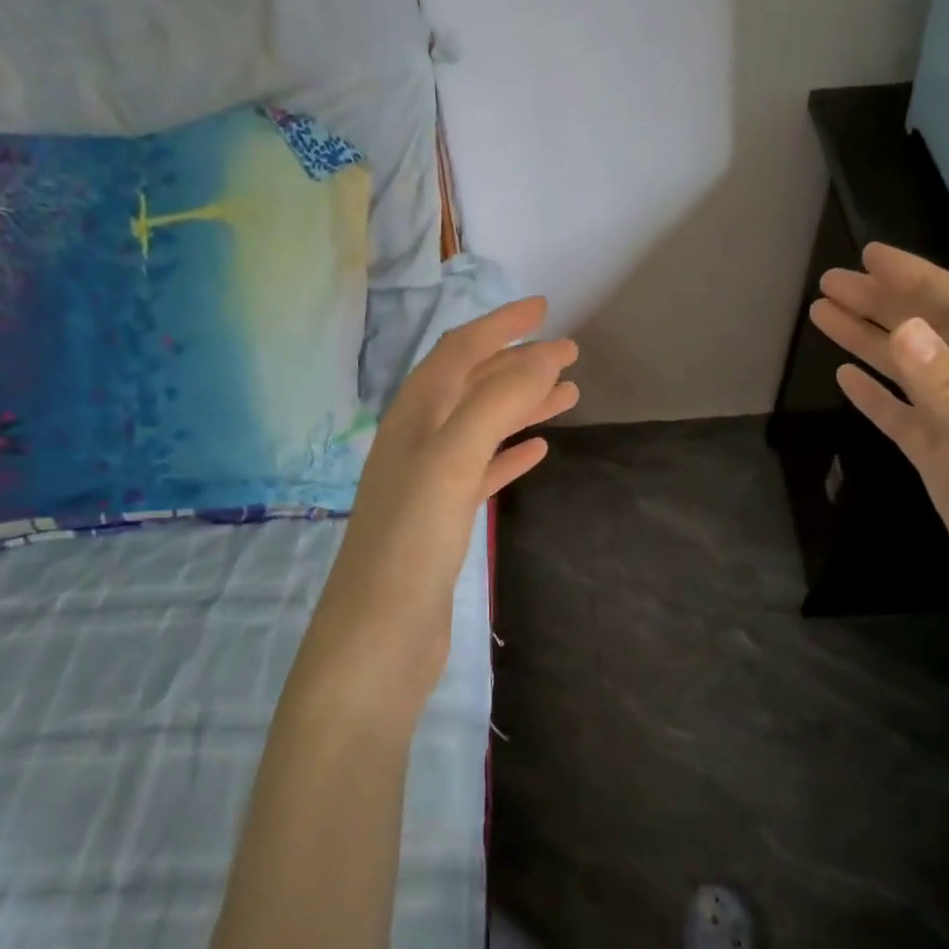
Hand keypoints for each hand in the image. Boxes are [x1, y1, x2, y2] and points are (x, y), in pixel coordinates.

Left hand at [301, 298, 577, 700]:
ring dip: (522, 405)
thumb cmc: (410, 542)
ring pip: (483, 427)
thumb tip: (541, 357)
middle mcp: (418, 441)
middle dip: (519, 364)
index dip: (500, 325)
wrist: (378, 638)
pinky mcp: (443, 520)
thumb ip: (495, 403)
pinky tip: (538, 451)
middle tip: (570, 353)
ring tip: (569, 394)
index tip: (545, 309)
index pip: (459, 351)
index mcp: (414, 417)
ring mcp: (430, 482)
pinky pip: (483, 471)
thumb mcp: (452, 460)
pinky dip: (510, 454)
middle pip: (474, 386)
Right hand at [809, 244, 948, 670]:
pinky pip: (905, 419)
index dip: (919, 280)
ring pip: (913, 373)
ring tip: (823, 317)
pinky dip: (876, 396)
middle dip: (883, 304)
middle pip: (932, 335)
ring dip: (871, 342)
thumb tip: (902, 329)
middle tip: (829, 282)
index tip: (869, 257)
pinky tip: (847, 378)